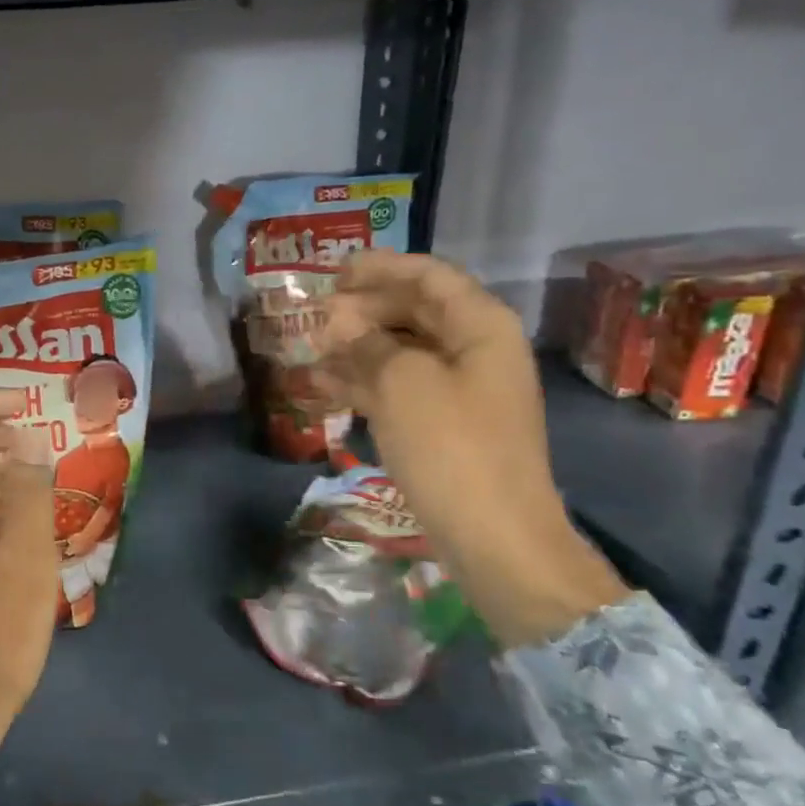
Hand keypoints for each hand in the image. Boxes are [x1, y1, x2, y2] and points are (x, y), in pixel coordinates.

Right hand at [318, 252, 624, 647]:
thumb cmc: (452, 447)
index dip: (381, 268)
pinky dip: (364, 384)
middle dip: (363, 310)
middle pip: (415, 312)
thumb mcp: (403, 384)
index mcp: (480, 327)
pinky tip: (324, 388)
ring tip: (310, 351)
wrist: (494, 537)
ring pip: (402, 352)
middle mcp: (475, 351)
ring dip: (357, 348)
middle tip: (316, 316)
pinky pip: (400, 389)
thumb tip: (339, 324)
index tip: (333, 271)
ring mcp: (461, 392)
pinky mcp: (444, 427)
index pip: (429, 277)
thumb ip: (367, 344)